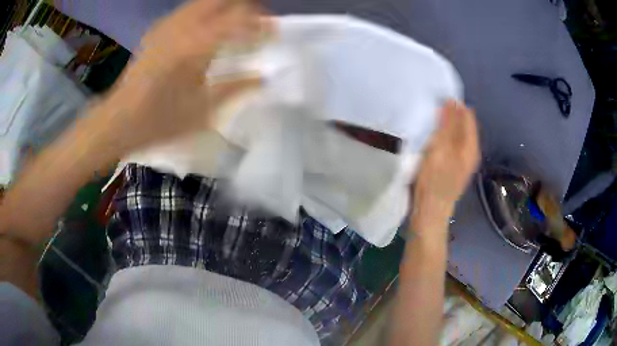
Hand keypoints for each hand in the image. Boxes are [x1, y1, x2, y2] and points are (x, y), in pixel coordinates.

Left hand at [87, 0, 263, 155]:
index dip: (261, 22)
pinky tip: (205, 32)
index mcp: (196, 46)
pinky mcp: (156, 30)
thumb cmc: (159, 121)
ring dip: (224, 8)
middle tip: (255, 25)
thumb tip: (264, 77)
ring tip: (234, 26)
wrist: (118, 120)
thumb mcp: (202, 111)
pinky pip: (188, 11)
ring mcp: (166, 26)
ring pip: (204, 1)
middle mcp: (182, 27)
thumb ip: (235, 88)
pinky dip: (205, 14)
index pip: (239, 17)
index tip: (273, 32)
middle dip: (244, 7)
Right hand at [413, 100, 479, 220]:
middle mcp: (470, 151)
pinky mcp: (452, 165)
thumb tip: (452, 101)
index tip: (436, 99)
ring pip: (455, 133)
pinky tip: (430, 137)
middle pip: (462, 124)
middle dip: (448, 114)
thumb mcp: (441, 150)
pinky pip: (449, 143)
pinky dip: (441, 136)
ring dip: (443, 125)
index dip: (454, 105)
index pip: (467, 115)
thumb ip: (447, 126)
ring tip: (428, 119)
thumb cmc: (434, 182)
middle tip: (430, 108)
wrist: (429, 213)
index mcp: (471, 146)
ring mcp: (461, 160)